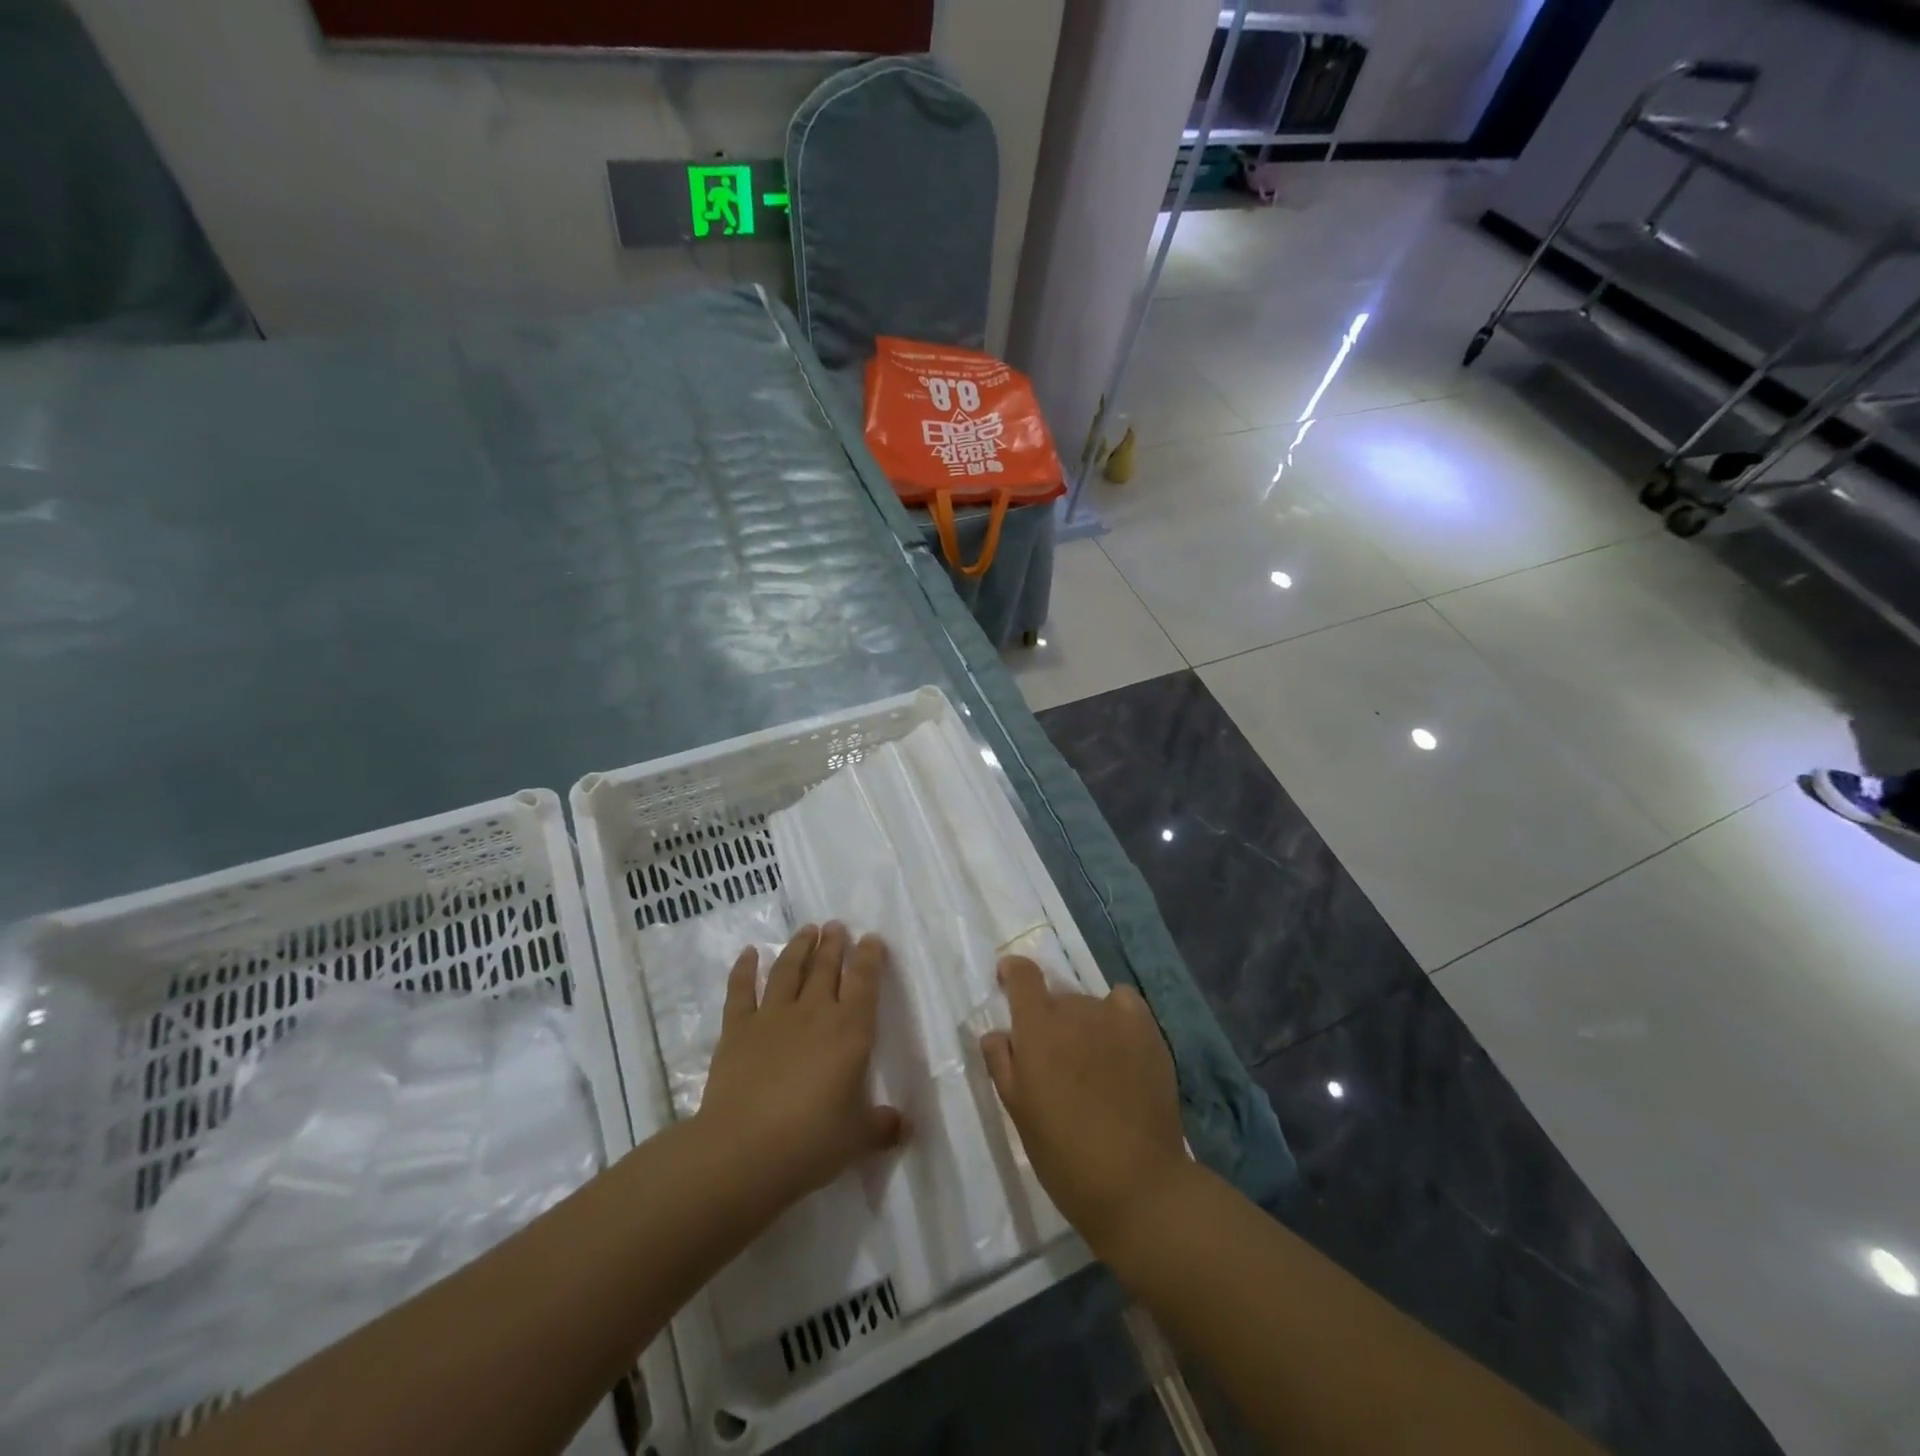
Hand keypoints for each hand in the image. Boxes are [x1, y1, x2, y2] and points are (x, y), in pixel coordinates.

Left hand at [698, 924, 906, 1209]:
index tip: (872, 939)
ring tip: (807, 930)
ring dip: (799, 947)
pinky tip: (749, 953)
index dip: (870, 957)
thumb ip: (883, 1126)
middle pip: (826, 967)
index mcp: (850, 1031)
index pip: (864, 982)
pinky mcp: (738, 1029)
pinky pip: (741, 991)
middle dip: (834, 944)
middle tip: (837, 925)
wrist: (742, 1152)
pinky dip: (744, 969)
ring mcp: (772, 1017)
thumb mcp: (857, 1139)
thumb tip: (907, 1126)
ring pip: (788, 970)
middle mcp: (814, 1013)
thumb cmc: (810, 1143)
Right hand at [981, 958, 1190, 1256]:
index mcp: (1037, 1028)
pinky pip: (1124, 1003)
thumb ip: (1001, 1063)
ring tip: (1093, 1065)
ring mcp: (1115, 1017)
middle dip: (1051, 1021)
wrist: (1137, 1183)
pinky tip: (1119, 1045)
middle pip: (1057, 997)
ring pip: (1089, 1005)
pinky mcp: (1147, 1030)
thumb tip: (997, 1033)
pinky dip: (1117, 1015)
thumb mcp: (1018, 1111)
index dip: (1013, 973)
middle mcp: (1075, 1010)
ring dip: (1084, 1024)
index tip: (1009, 983)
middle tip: (1056, 1064)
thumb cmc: (1064, 1155)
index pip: (1023, 974)